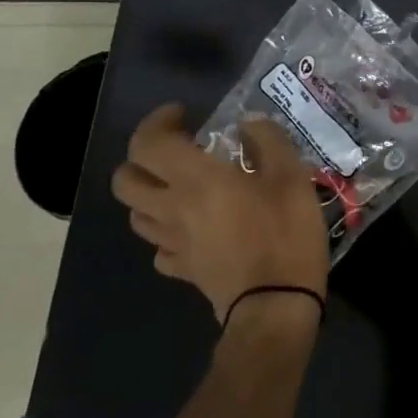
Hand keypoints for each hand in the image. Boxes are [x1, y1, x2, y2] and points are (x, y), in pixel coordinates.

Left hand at [111, 105, 329, 323]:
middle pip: (126, 180)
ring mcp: (172, 242)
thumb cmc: (285, 232)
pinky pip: (160, 246)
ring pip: (136, 214)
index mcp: (196, 180)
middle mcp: (172, 208)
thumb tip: (249, 125)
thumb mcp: (292, 177)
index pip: (149, 143)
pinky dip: (168, 231)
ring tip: (183, 187)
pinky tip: (193, 228)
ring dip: (151, 194)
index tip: (183, 114)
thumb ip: (269, 142)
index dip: (157, 122)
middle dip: (142, 159)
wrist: (275, 302)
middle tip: (176, 151)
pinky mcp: (182, 268)